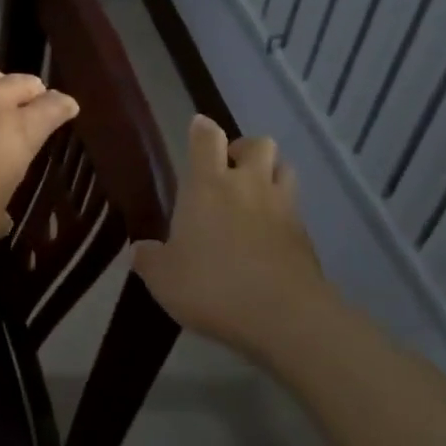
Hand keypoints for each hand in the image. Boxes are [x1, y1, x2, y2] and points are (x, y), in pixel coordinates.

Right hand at [132, 115, 335, 358]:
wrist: (283, 315)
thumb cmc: (213, 286)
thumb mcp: (164, 279)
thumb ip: (150, 259)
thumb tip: (140, 249)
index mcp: (209, 185)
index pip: (207, 137)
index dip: (202, 129)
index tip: (198, 130)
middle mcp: (248, 185)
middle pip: (258, 143)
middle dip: (244, 149)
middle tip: (230, 170)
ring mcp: (282, 207)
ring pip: (284, 169)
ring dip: (270, 174)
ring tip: (255, 196)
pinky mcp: (305, 235)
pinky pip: (295, 209)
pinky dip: (283, 213)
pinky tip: (270, 237)